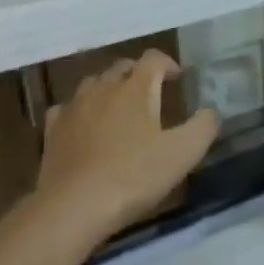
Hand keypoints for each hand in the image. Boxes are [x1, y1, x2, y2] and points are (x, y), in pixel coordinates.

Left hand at [34, 50, 219, 244]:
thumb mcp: (183, 154)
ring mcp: (73, 107)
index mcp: (134, 89)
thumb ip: (203, 127)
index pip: (152, 59)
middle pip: (121, 68)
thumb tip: (211, 112)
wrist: (75, 205)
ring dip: (109, 89)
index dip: (167, 64)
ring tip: (120, 108)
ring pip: (92, 84)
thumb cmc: (134, 176)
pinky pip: (68, 109)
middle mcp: (102, 88)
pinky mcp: (53, 130)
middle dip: (138, 75)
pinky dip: (82, 111)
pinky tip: (85, 126)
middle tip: (152, 93)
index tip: (178, 77)